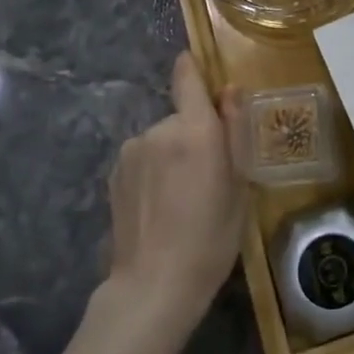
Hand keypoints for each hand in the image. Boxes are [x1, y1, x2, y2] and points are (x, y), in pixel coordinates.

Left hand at [105, 53, 245, 324]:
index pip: (187, 77)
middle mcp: (158, 129)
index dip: (193, 68)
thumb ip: (234, 131)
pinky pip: (143, 159)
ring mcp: (131, 151)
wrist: (154, 285)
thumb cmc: (211, 237)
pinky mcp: (114, 173)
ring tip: (182, 198)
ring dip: (172, 156)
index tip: (199, 70)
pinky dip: (153, 172)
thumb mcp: (239, 185)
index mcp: (195, 129)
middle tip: (209, 175)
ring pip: (161, 140)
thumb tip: (230, 89)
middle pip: (181, 117)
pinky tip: (159, 207)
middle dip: (194, 135)